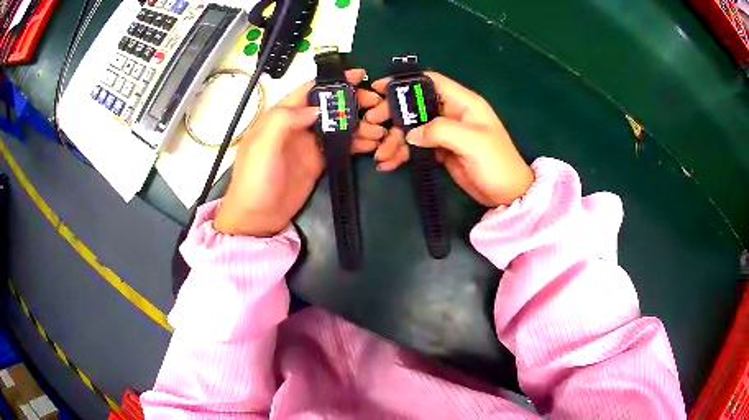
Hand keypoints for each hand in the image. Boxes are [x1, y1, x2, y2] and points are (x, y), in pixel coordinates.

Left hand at [215, 69, 385, 236]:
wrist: (258, 217)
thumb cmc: (255, 178)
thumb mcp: (262, 144)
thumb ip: (285, 119)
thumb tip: (317, 107)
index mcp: (281, 115)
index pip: (309, 90)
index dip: (332, 81)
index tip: (358, 75)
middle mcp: (297, 125)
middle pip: (329, 105)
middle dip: (353, 101)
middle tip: (376, 104)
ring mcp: (310, 144)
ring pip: (339, 125)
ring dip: (360, 123)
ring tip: (379, 128)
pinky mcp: (319, 161)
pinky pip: (342, 146)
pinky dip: (357, 142)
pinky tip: (372, 143)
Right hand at [365, 72, 533, 206]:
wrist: (507, 194)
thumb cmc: (496, 162)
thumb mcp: (471, 141)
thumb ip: (439, 130)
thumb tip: (410, 134)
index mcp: (462, 102)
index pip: (430, 82)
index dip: (405, 82)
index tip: (379, 88)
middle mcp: (451, 113)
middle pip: (415, 105)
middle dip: (392, 114)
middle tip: (372, 125)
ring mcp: (445, 133)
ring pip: (412, 129)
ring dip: (394, 140)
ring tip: (380, 156)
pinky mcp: (440, 151)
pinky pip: (416, 147)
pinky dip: (402, 154)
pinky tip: (389, 163)